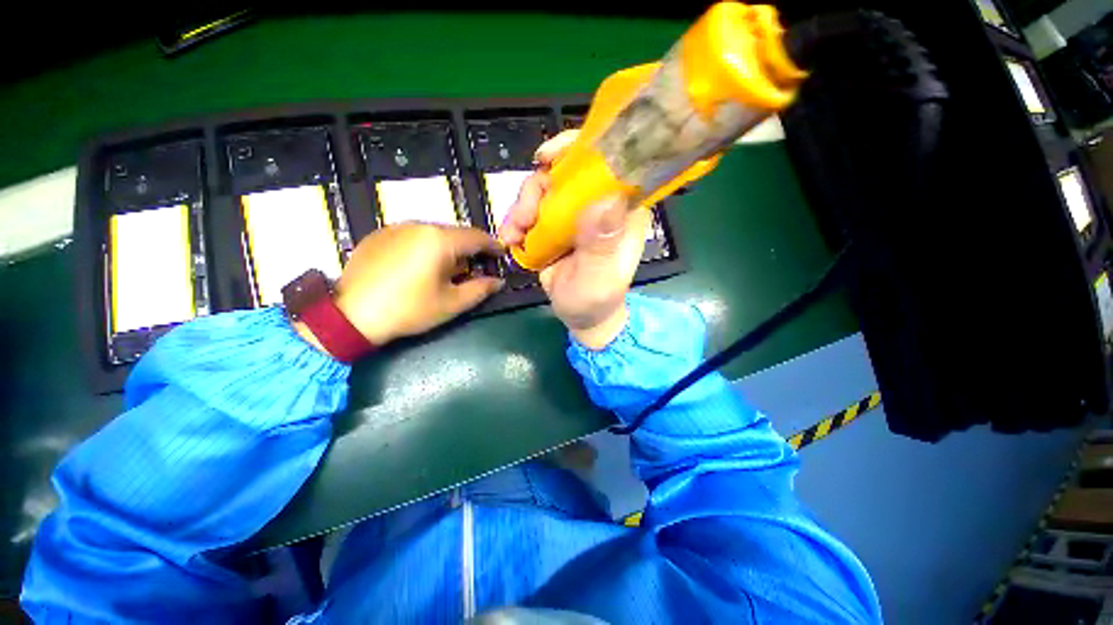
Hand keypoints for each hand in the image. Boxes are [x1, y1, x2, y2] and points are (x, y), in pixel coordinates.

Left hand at [297, 224, 503, 351]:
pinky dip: (425, 247)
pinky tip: (420, 267)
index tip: (501, 254)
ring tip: (447, 270)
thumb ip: (481, 289)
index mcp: (440, 240)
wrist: (351, 315)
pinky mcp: (379, 234)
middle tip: (475, 267)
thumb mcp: (452, 303)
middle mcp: (419, 226)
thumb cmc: (409, 310)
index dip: (492, 245)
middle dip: (469, 249)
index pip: (476, 237)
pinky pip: (413, 236)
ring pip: (433, 233)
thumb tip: (498, 281)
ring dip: (447, 248)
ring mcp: (396, 227)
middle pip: (455, 233)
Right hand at [499, 130, 650, 348]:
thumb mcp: (599, 277)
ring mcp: (575, 213)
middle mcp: (599, 203)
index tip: (547, 159)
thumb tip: (602, 199)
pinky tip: (510, 238)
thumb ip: (600, 244)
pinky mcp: (556, 224)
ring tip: (512, 234)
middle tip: (523, 218)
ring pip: (544, 188)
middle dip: (537, 189)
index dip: (579, 149)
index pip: (610, 162)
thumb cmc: (596, 299)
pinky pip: (533, 208)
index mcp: (623, 210)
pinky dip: (516, 220)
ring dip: (522, 208)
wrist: (581, 316)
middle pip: (566, 171)